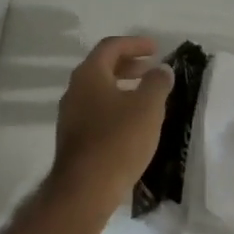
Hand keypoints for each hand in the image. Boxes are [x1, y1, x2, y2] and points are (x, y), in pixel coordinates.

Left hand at [45, 36, 172, 223]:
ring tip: (146, 95)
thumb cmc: (118, 140)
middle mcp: (74, 89)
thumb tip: (162, 69)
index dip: (135, 43)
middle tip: (152, 68)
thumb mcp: (147, 107)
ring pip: (99, 90)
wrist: (85, 190)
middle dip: (129, 64)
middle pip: (102, 66)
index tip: (156, 48)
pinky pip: (97, 110)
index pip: (111, 46)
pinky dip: (116, 105)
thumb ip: (157, 83)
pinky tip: (133, 121)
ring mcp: (71, 114)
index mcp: (89, 74)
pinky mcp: (74, 137)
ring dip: (123, 86)